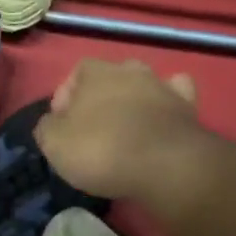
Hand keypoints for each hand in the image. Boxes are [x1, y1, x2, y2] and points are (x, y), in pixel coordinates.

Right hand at [33, 58, 205, 201]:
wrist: (165, 165)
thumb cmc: (102, 150)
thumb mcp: (53, 143)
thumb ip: (47, 127)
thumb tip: (53, 123)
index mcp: (95, 72)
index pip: (75, 73)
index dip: (66, 97)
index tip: (62, 124)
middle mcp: (129, 70)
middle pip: (110, 78)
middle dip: (101, 97)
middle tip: (94, 128)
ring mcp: (162, 86)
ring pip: (144, 84)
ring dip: (134, 101)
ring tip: (128, 129)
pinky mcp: (189, 107)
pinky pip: (177, 96)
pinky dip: (169, 105)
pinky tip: (162, 121)